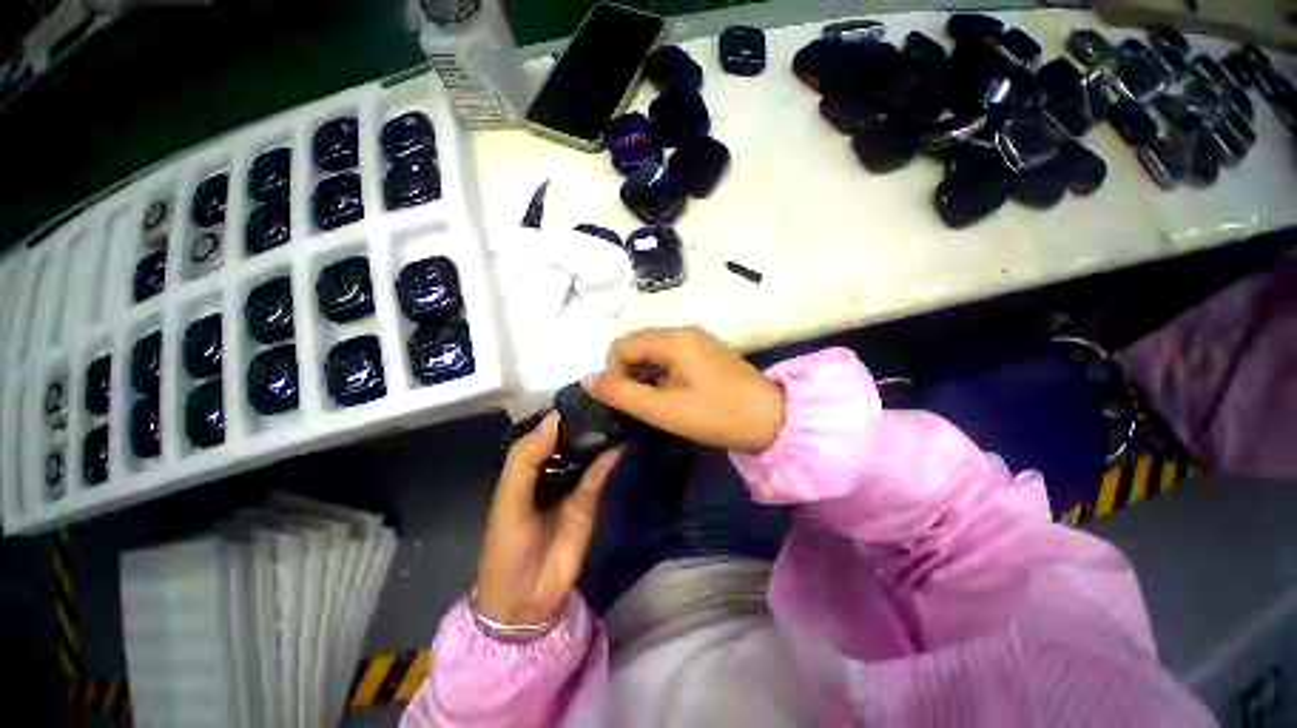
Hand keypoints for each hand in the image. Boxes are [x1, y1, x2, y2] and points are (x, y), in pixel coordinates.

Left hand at [475, 413, 619, 624]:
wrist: (526, 599)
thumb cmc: (506, 547)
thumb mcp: (508, 500)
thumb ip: (525, 460)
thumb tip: (554, 420)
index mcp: (524, 469)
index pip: (543, 433)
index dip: (558, 414)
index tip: (579, 393)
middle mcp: (548, 472)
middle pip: (567, 440)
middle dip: (582, 422)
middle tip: (603, 397)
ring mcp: (570, 486)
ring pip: (585, 454)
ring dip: (596, 436)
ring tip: (614, 411)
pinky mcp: (588, 502)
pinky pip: (598, 475)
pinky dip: (608, 459)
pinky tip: (618, 441)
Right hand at [583, 327, 785, 451]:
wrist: (772, 420)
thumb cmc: (717, 415)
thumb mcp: (664, 409)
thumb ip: (622, 393)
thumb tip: (587, 379)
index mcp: (674, 339)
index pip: (622, 345)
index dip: (613, 372)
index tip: (625, 400)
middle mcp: (684, 331)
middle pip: (637, 343)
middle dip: (628, 372)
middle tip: (639, 403)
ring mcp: (697, 340)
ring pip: (653, 351)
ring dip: (645, 375)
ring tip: (656, 402)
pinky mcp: (706, 352)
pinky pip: (670, 356)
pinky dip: (661, 374)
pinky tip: (671, 394)